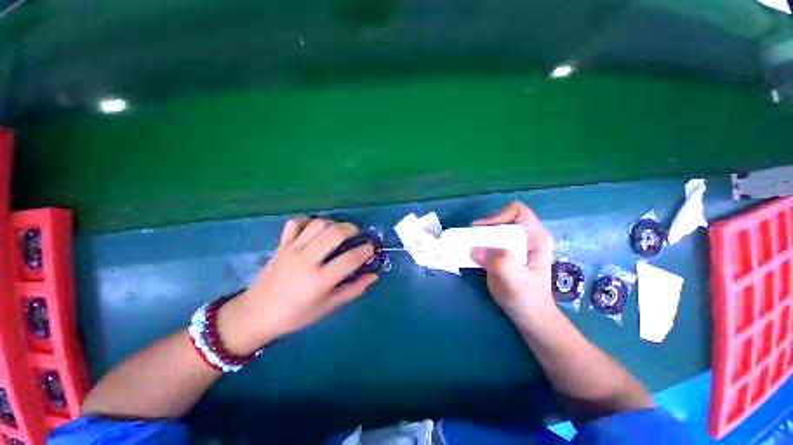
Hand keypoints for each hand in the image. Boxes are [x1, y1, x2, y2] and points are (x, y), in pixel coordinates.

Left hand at [219, 218, 377, 354]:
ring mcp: (292, 249)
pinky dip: (308, 221)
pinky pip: (296, 223)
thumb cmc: (295, 315)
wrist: (255, 314)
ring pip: (318, 223)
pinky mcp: (281, 244)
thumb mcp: (328, 307)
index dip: (366, 250)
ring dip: (334, 223)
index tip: (371, 248)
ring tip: (339, 231)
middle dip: (352, 229)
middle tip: (358, 234)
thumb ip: (353, 290)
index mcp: (320, 280)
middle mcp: (307, 260)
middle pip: (335, 233)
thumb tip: (374, 275)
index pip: (351, 258)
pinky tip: (314, 229)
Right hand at [470, 202, 556, 323]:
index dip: (498, 216)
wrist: (528, 316)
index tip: (483, 231)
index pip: (516, 211)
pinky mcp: (500, 254)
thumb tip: (473, 249)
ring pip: (491, 230)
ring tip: (467, 245)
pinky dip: (475, 244)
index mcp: (535, 236)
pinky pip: (486, 242)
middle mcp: (524, 237)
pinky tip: (469, 253)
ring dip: (477, 236)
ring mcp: (511, 245)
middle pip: (501, 219)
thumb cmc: (528, 298)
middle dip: (484, 227)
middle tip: (470, 239)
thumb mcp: (517, 280)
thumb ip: (500, 262)